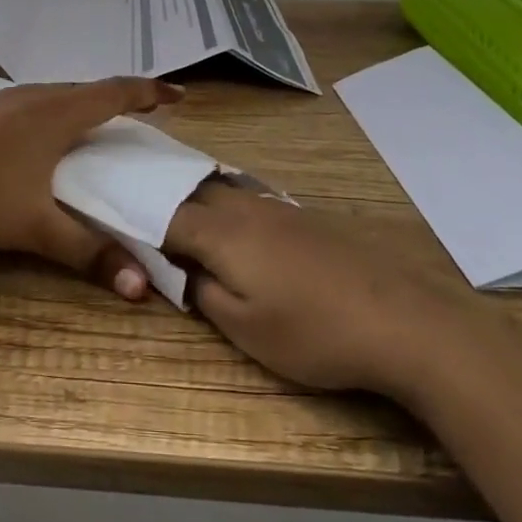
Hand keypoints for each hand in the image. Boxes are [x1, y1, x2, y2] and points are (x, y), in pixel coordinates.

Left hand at [0, 76, 183, 300]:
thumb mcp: (37, 228)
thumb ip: (90, 253)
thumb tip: (142, 288)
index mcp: (56, 114)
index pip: (116, 93)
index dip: (151, 93)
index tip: (178, 94)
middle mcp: (33, 97)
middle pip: (87, 89)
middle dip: (119, 98)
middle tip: (142, 112)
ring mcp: (1, 101)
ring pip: (55, 94)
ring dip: (82, 103)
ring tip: (96, 122)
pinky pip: (30, 102)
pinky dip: (53, 111)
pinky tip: (40, 135)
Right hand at [164, 181, 479, 393]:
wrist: (400, 320)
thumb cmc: (313, 332)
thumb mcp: (244, 328)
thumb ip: (202, 292)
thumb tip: (182, 270)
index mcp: (221, 231)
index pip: (164, 215)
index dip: (138, 222)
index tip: (120, 233)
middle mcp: (245, 207)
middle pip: (192, 191)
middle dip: (164, 204)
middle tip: (145, 224)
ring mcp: (278, 208)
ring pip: (222, 190)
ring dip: (196, 202)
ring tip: (182, 224)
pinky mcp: (305, 217)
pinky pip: (249, 200)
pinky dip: (228, 208)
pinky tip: (236, 232)